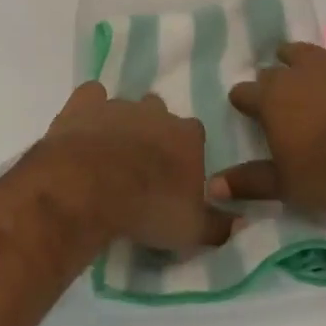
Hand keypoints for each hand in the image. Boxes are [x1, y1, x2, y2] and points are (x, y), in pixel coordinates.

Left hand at [39, 82, 233, 251]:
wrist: (88, 190)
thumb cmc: (147, 209)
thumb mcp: (191, 230)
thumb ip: (219, 225)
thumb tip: (242, 223)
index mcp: (188, 137)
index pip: (195, 135)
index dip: (184, 154)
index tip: (174, 177)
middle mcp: (157, 113)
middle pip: (161, 114)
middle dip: (153, 133)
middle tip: (140, 166)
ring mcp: (118, 106)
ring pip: (126, 106)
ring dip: (121, 124)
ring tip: (107, 153)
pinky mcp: (83, 105)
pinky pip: (91, 95)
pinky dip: (88, 108)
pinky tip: (83, 127)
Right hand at [212, 7, 325, 212]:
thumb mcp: (287, 186)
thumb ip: (249, 182)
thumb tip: (212, 185)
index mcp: (270, 102)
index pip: (244, 95)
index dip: (243, 102)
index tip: (246, 112)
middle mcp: (296, 74)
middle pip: (273, 71)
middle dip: (271, 81)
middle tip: (277, 98)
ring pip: (305, 50)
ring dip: (297, 55)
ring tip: (294, 60)